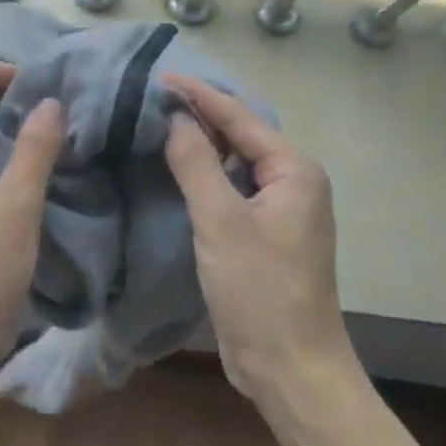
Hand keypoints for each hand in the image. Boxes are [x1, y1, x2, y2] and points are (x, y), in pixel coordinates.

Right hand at [161, 72, 353, 403]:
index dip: (198, 95)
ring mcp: (280, 210)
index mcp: (294, 170)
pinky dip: (205, 175)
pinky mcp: (264, 234)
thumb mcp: (221, 221)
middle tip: (151, 98)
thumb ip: (196, 163)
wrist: (291, 369)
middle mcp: (293, 182)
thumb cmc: (260, 291)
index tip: (157, 77)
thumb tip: (176, 117)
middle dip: (199, 114)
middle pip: (240, 135)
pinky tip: (176, 169)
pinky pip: (231, 189)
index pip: (239, 117)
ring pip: (235, 162)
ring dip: (201, 143)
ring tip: (158, 123)